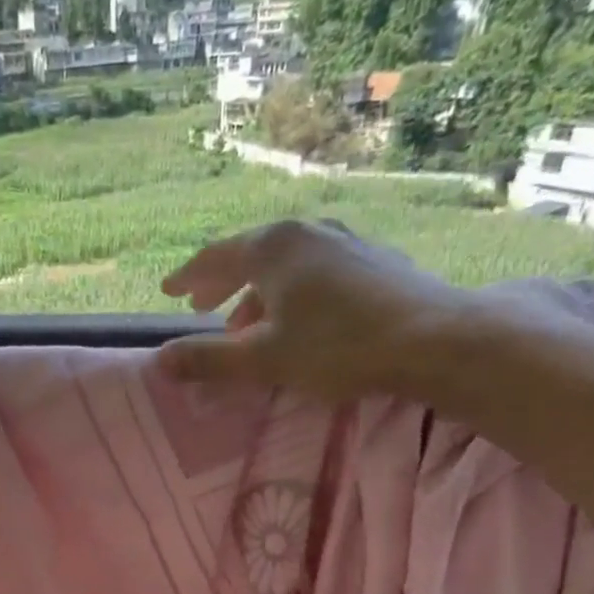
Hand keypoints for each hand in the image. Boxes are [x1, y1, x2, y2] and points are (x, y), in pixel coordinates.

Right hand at [157, 219, 480, 401]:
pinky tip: (300, 316)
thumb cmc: (337, 347)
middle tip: (201, 305)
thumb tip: (160, 360)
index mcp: (273, 248)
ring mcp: (345, 241)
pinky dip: (292, 291)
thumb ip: (208, 359)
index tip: (168, 290)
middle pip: (250, 254)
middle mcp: (307, 233)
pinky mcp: (374, 260)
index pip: (216, 257)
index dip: (188, 277)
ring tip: (247, 324)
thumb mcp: (262, 359)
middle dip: (222, 282)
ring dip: (258, 293)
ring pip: (286, 265)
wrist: (433, 338)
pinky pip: (316, 271)